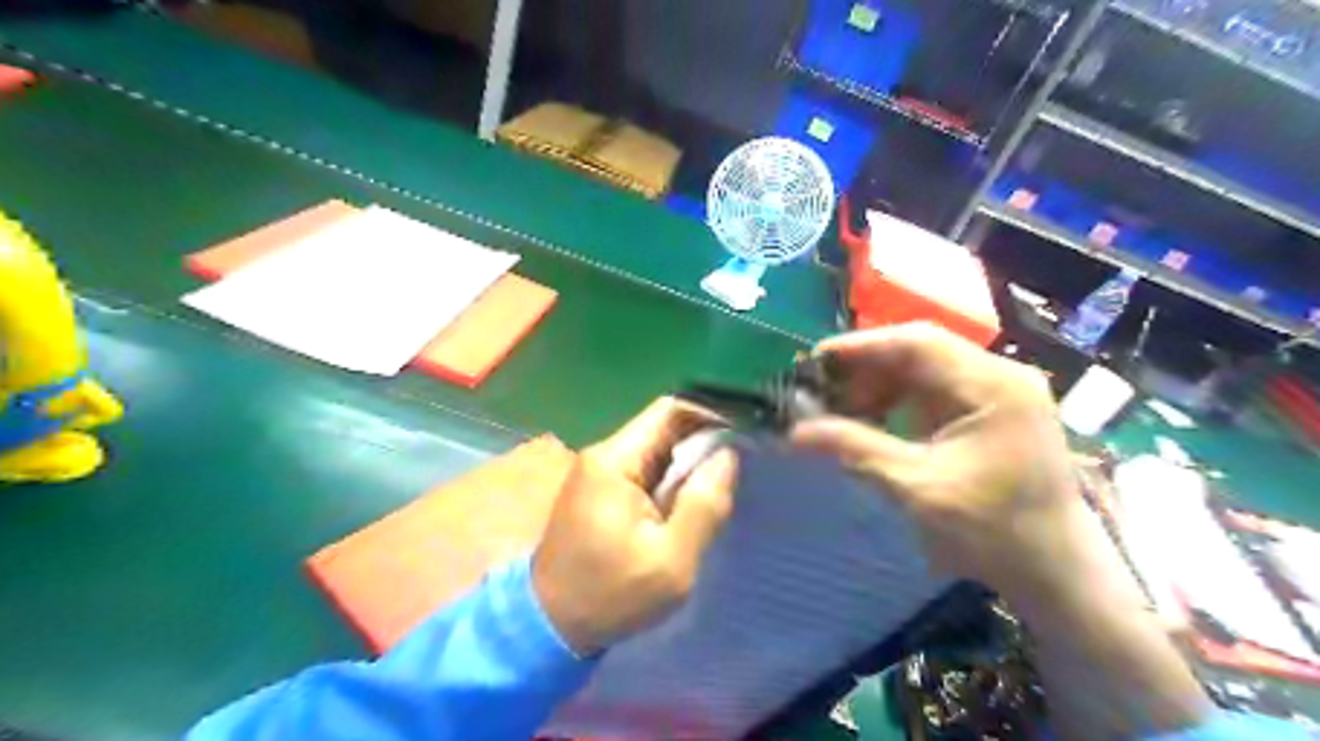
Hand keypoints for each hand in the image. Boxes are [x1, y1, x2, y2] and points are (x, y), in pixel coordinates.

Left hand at [529, 398, 738, 656]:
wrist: (551, 626)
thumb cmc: (611, 596)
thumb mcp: (670, 561)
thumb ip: (703, 505)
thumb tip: (728, 455)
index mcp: (614, 462)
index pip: (670, 411)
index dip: (711, 416)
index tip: (745, 435)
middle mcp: (603, 455)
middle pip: (664, 427)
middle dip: (703, 443)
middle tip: (739, 468)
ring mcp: (599, 471)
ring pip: (656, 448)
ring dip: (689, 463)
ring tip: (721, 486)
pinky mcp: (601, 490)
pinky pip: (645, 469)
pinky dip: (672, 479)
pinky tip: (691, 501)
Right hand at [786, 321, 1088, 597]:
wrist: (1055, 574)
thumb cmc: (993, 531)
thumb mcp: (916, 487)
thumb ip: (855, 449)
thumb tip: (793, 431)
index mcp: (994, 386)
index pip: (918, 343)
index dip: (861, 347)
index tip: (814, 363)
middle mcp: (999, 376)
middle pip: (920, 352)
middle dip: (866, 370)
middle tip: (821, 392)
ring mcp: (997, 393)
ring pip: (923, 371)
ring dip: (878, 386)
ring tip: (839, 410)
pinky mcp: (988, 412)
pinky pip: (932, 392)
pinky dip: (896, 402)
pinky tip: (870, 421)